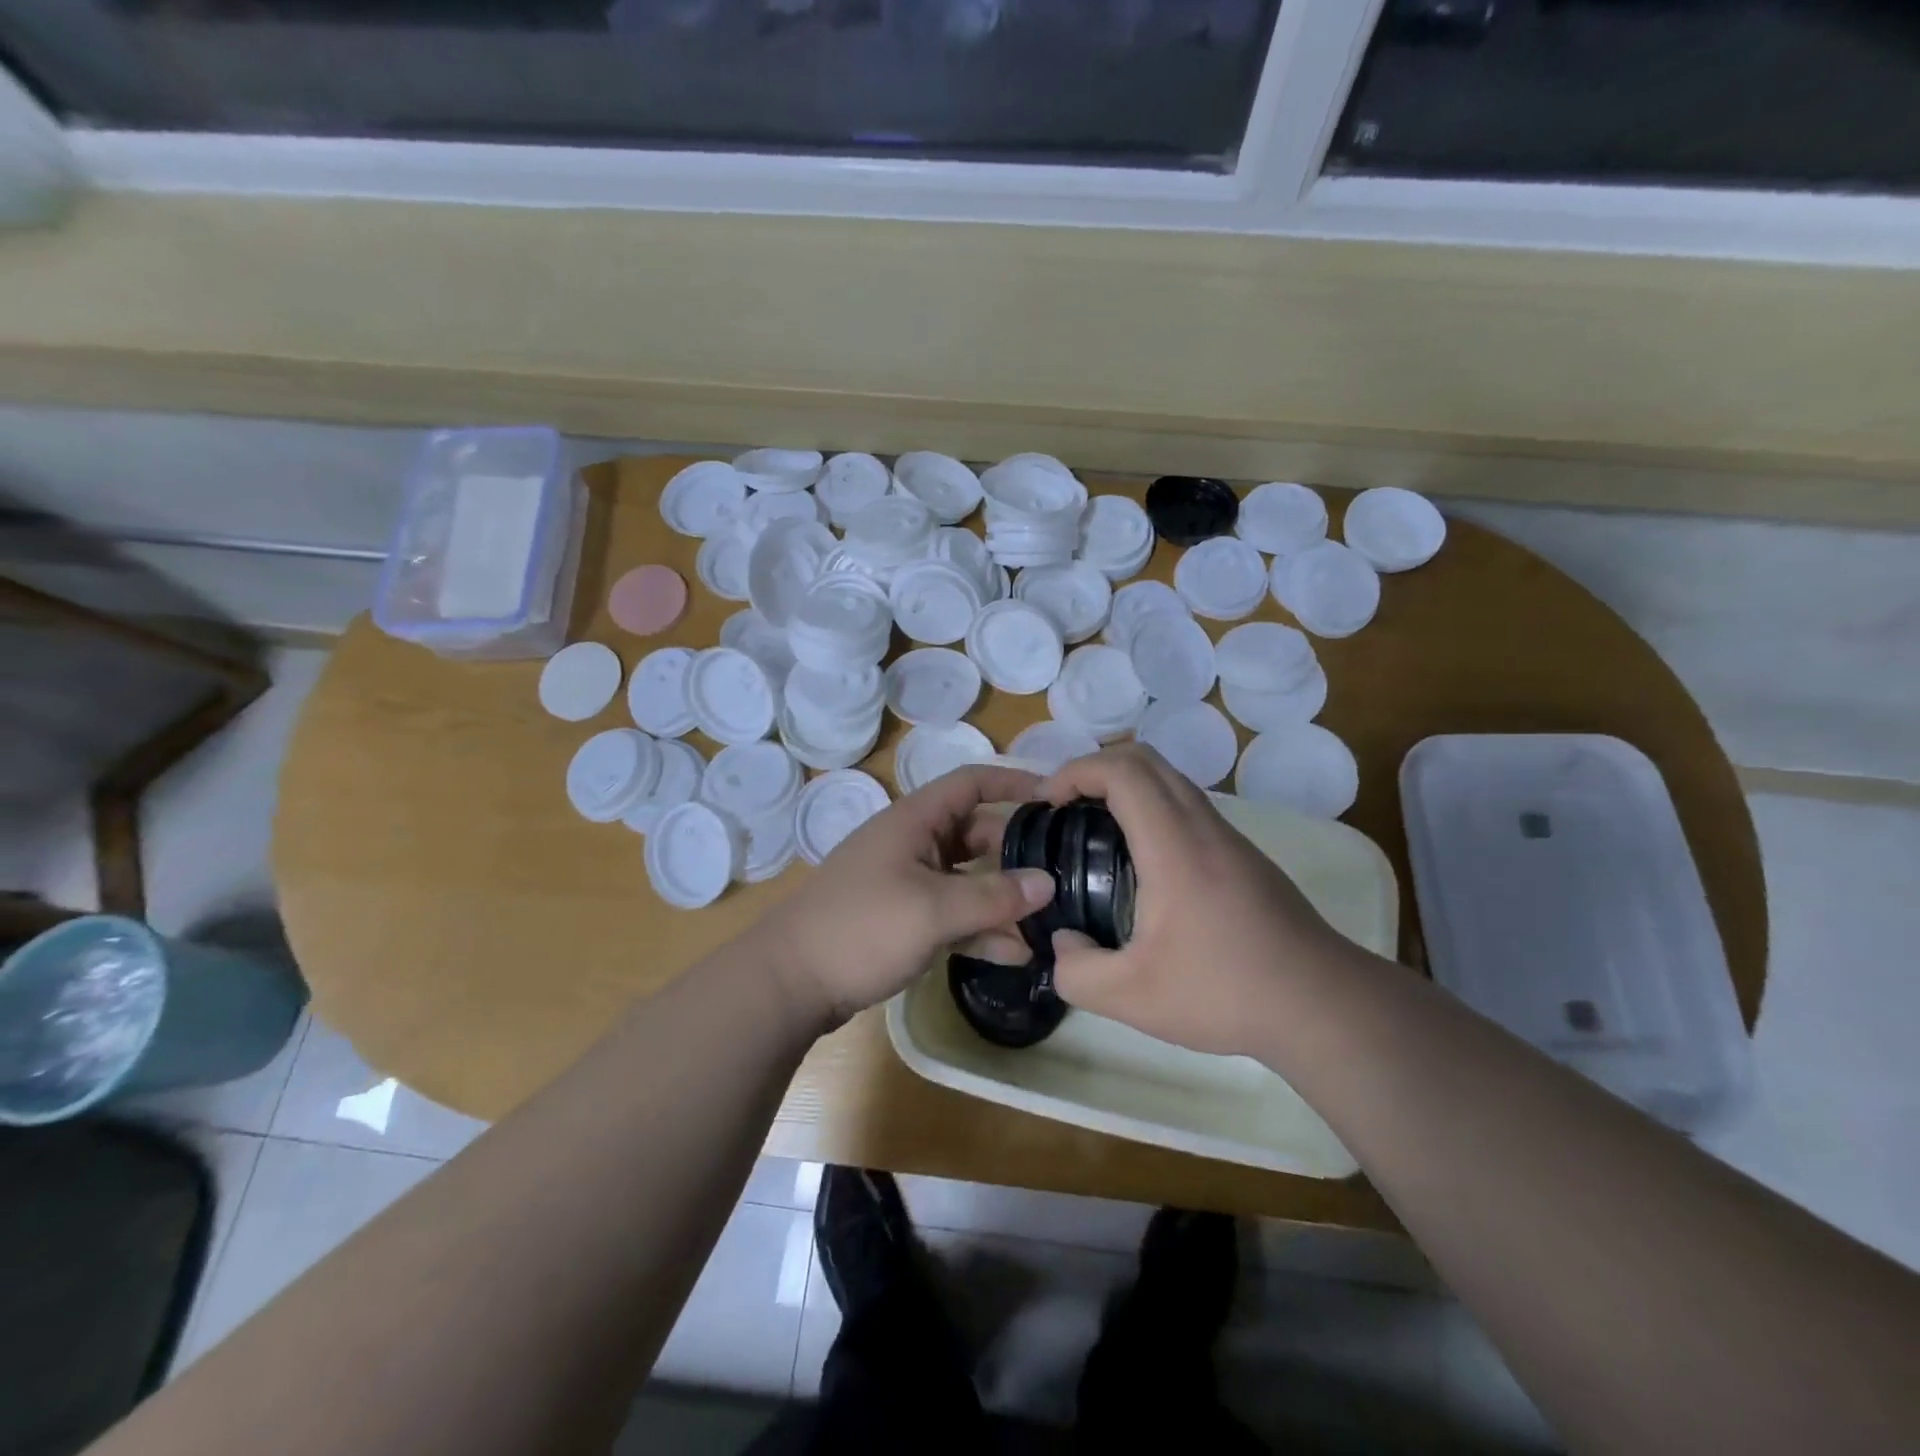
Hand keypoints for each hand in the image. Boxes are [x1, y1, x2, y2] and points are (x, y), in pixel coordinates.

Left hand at [758, 764, 1056, 1025]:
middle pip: (976, 834)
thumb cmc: (862, 928)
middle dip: (1017, 854)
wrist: (789, 982)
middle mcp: (913, 843)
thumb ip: (994, 896)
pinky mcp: (902, 919)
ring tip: (1048, 923)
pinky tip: (1015, 954)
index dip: (1013, 782)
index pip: (971, 782)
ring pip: (967, 879)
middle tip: (1063, 873)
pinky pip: (951, 914)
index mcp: (915, 820)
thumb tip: (1049, 883)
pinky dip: (980, 929)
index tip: (1057, 797)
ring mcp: (906, 883)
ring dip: (1003, 900)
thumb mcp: (933, 910)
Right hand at [1038, 744, 1351, 1057]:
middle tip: (1064, 807)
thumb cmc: (1224, 992)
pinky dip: (1150, 806)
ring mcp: (1228, 837)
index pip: (1121, 771)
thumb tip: (1064, 942)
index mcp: (1173, 845)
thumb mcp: (1131, 997)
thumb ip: (1077, 971)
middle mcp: (1202, 826)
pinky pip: (1187, 804)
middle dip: (1094, 768)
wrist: (1322, 1005)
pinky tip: (1139, 860)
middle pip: (1145, 758)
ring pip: (1170, 778)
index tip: (1046, 803)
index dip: (1074, 772)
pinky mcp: (1243, 856)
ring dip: (1125, 785)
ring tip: (1094, 829)